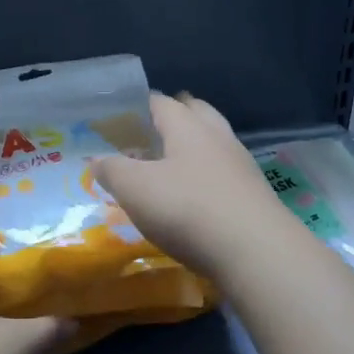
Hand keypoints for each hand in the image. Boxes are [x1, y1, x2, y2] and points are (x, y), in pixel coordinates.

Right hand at [92, 92, 293, 277]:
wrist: (256, 252)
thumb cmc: (187, 209)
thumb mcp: (135, 189)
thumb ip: (112, 169)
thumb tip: (97, 159)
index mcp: (188, 127)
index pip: (161, 102)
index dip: (139, 105)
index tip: (121, 115)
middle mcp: (218, 137)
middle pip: (197, 113)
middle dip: (176, 114)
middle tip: (153, 128)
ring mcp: (241, 166)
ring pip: (215, 142)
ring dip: (195, 145)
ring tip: (173, 161)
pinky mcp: (253, 195)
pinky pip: (225, 173)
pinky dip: (208, 175)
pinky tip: (197, 194)